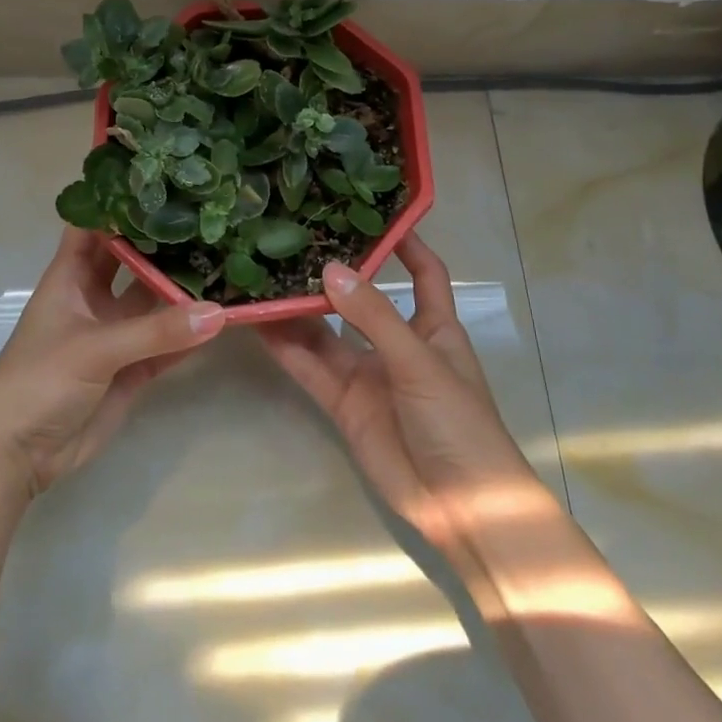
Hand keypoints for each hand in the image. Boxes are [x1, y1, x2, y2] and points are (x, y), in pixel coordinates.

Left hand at [0, 227, 225, 498]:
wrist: (17, 454)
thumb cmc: (40, 380)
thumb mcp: (95, 348)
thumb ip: (156, 331)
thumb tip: (218, 312)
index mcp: (71, 277)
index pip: (95, 227)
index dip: (122, 204)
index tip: (165, 184)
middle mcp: (94, 297)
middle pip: (131, 259)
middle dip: (162, 243)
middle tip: (209, 219)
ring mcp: (114, 333)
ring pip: (153, 302)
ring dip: (182, 288)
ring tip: (226, 260)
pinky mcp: (130, 368)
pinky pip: (166, 344)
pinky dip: (189, 335)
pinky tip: (222, 320)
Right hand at [258, 233, 543, 560]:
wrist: (463, 509)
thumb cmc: (459, 422)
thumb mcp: (420, 362)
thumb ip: (374, 318)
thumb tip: (329, 270)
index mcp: (434, 326)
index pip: (424, 272)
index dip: (405, 243)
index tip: (372, 211)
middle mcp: (397, 342)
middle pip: (361, 298)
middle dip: (333, 274)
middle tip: (293, 239)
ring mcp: (368, 374)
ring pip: (326, 332)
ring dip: (298, 309)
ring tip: (263, 274)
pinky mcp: (344, 403)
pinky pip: (311, 367)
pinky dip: (287, 348)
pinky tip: (259, 324)